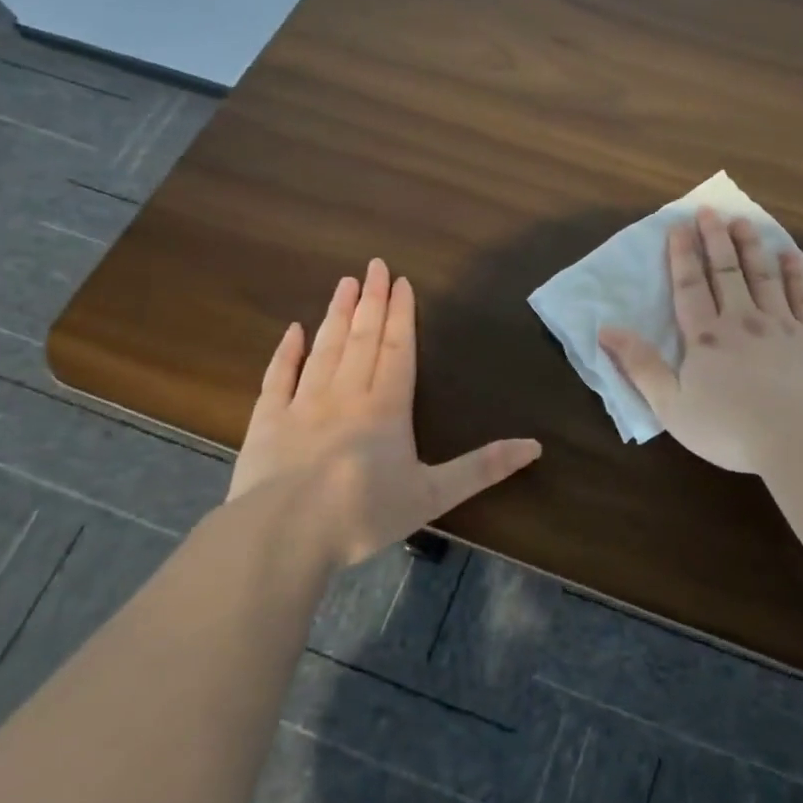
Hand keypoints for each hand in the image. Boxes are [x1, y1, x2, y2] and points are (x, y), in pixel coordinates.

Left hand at [228, 259, 540, 567]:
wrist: (282, 537)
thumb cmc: (363, 514)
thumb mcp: (434, 495)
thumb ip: (482, 468)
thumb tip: (535, 446)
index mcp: (386, 407)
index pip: (397, 349)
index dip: (401, 315)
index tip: (401, 282)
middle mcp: (346, 395)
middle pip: (362, 339)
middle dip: (371, 301)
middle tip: (374, 266)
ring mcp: (302, 404)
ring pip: (324, 349)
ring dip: (337, 315)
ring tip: (344, 283)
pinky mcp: (267, 422)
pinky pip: (278, 377)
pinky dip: (286, 352)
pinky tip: (293, 330)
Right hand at [599, 207, 802, 473]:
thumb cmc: (731, 429)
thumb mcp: (671, 406)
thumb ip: (641, 365)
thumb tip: (606, 329)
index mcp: (706, 338)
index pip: (690, 287)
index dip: (682, 256)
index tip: (679, 226)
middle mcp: (744, 321)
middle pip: (726, 272)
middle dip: (716, 239)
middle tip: (710, 211)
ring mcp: (784, 326)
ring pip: (764, 276)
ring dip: (752, 247)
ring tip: (743, 222)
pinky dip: (797, 274)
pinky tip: (792, 256)